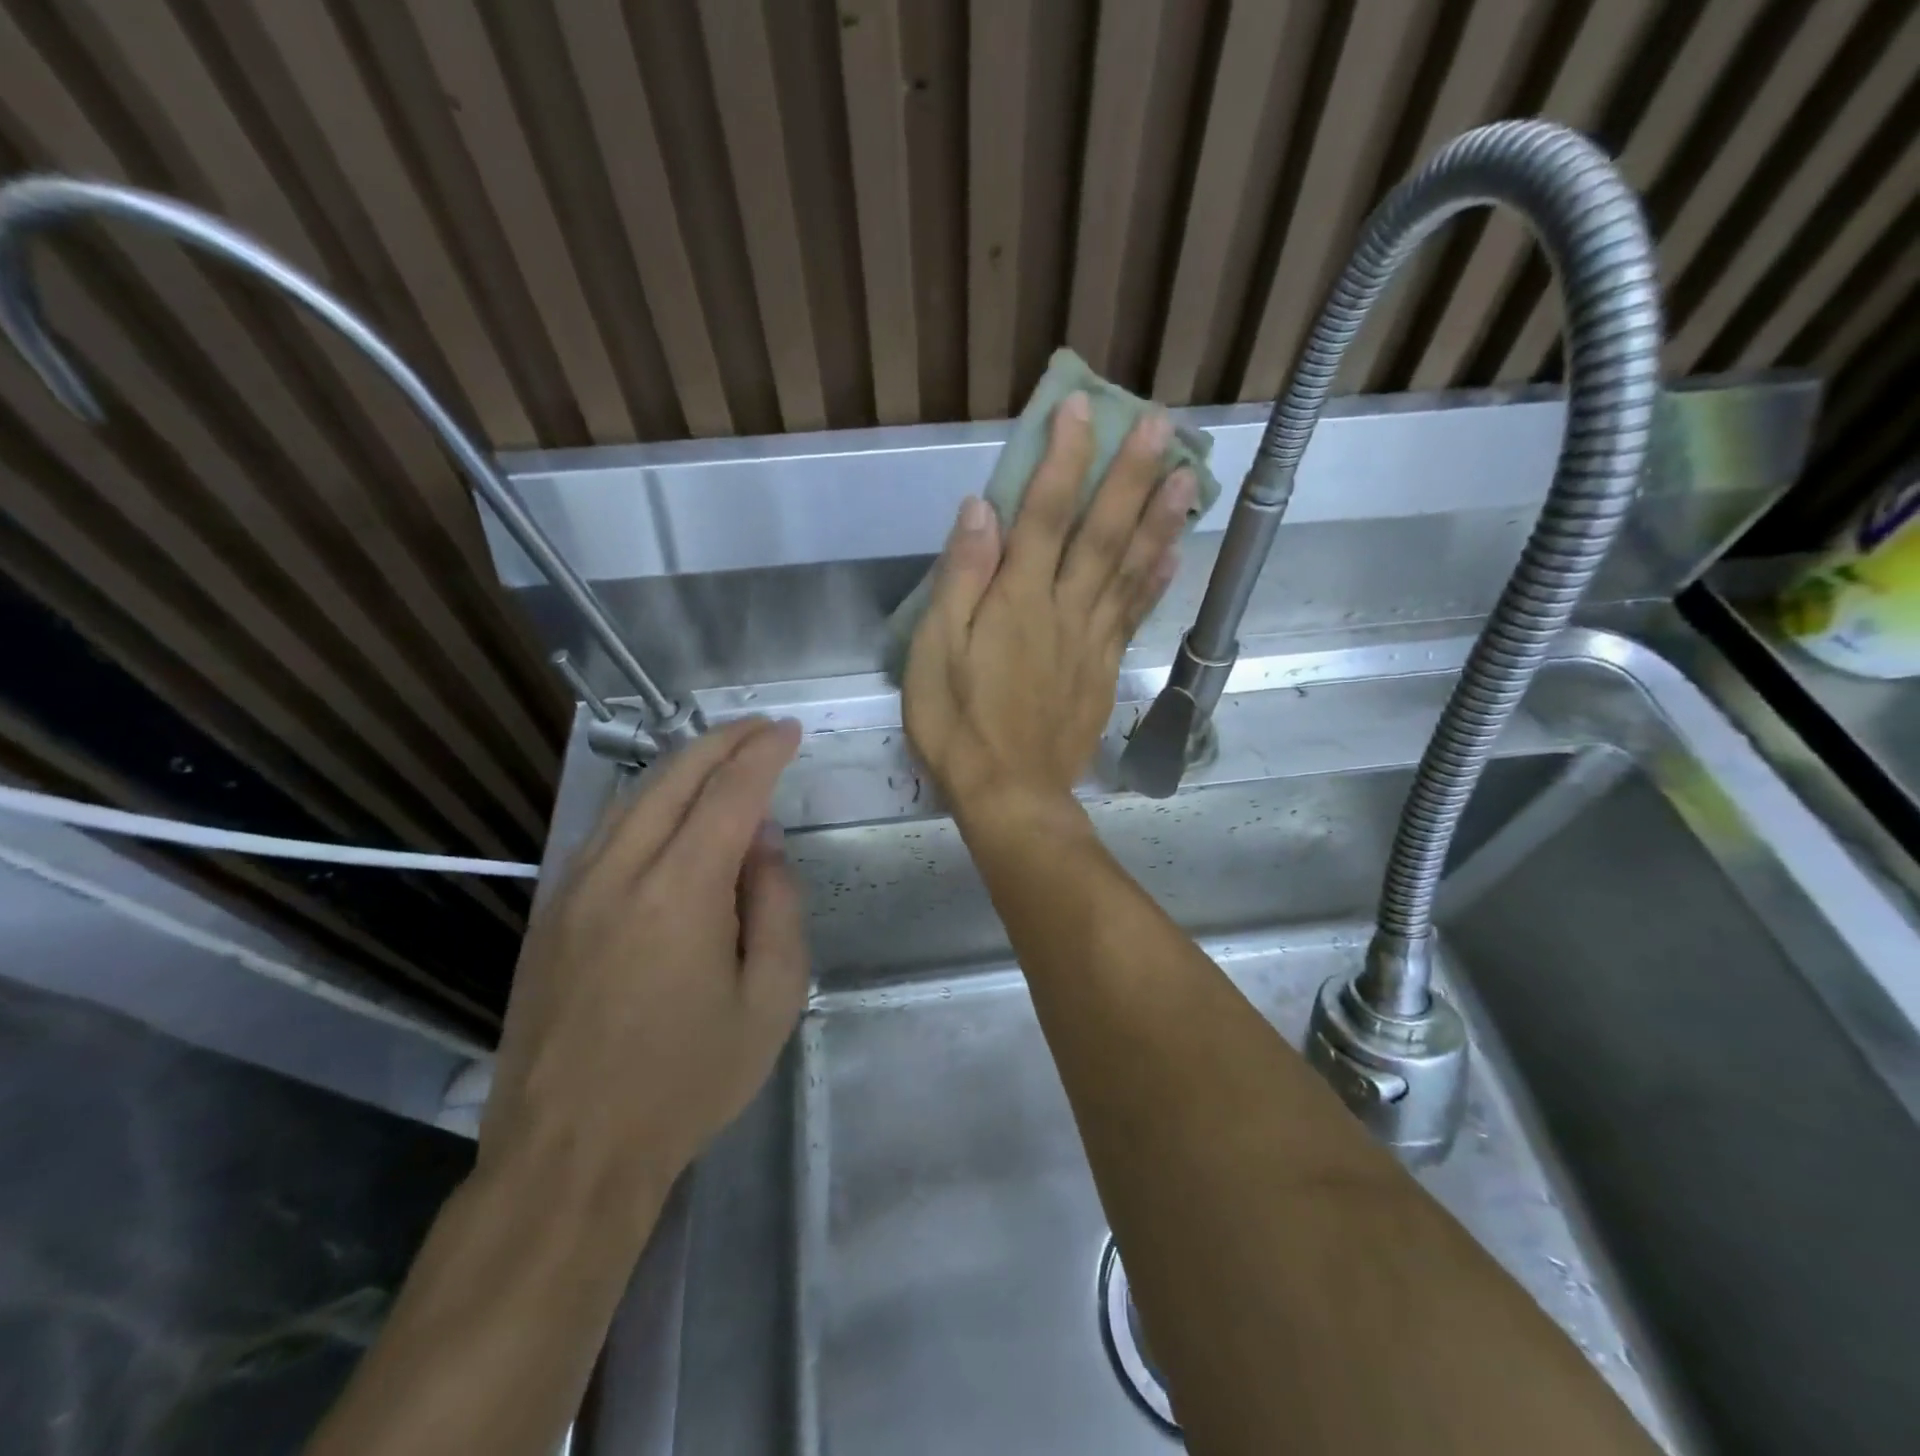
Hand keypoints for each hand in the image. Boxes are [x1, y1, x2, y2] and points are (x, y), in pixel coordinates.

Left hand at [477, 717, 807, 1242]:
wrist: (569, 1156)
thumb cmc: (687, 1082)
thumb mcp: (770, 1000)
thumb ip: (775, 907)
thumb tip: (762, 844)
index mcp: (680, 892)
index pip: (730, 794)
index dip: (763, 754)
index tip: (789, 731)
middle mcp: (619, 873)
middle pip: (673, 778)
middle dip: (721, 741)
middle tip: (759, 729)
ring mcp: (573, 891)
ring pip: (632, 799)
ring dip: (681, 768)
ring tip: (721, 759)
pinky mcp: (550, 915)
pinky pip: (605, 834)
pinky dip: (647, 804)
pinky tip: (668, 814)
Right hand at [903, 391, 1193, 821]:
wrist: (1010, 794)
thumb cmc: (959, 724)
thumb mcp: (935, 651)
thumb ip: (961, 579)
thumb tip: (982, 509)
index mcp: (1018, 600)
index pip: (1046, 513)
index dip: (1065, 457)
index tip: (1081, 407)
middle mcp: (1065, 609)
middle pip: (1103, 532)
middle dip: (1132, 474)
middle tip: (1163, 423)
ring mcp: (1092, 640)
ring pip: (1132, 568)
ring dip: (1161, 519)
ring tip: (1189, 474)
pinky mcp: (1105, 670)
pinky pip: (1135, 615)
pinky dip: (1156, 580)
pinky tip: (1174, 552)